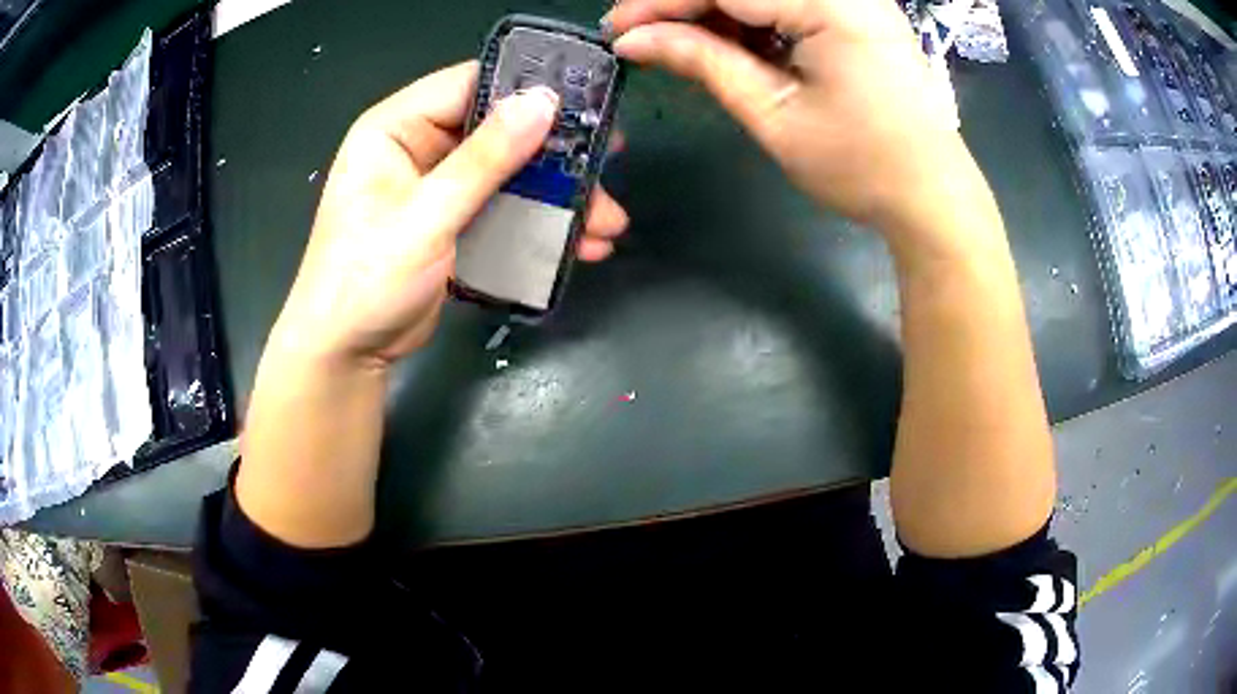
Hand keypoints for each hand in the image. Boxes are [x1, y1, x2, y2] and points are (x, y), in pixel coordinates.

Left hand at [270, 61, 629, 369]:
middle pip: (496, 130)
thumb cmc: (367, 280)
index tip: (583, 102)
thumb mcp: (427, 215)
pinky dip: (538, 225)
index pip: (467, 85)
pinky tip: (580, 244)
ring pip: (507, 174)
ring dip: (555, 196)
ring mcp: (436, 188)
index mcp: (395, 128)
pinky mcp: (452, 224)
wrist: (347, 355)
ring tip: (607, 222)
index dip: (523, 88)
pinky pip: (502, 209)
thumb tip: (544, 101)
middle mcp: (417, 148)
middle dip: (553, 153)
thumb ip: (484, 158)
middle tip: (609, 161)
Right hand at [606, 0, 977, 239]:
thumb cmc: (861, 166)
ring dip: (718, 13)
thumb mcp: (773, 114)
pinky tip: (729, 45)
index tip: (618, 30)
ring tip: (681, 46)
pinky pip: (789, 4)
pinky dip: (752, 20)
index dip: (663, 2)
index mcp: (830, 5)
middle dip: (686, 5)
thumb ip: (704, 62)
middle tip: (642, 38)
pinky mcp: (858, 14)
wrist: (932, 196)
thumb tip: (635, 40)